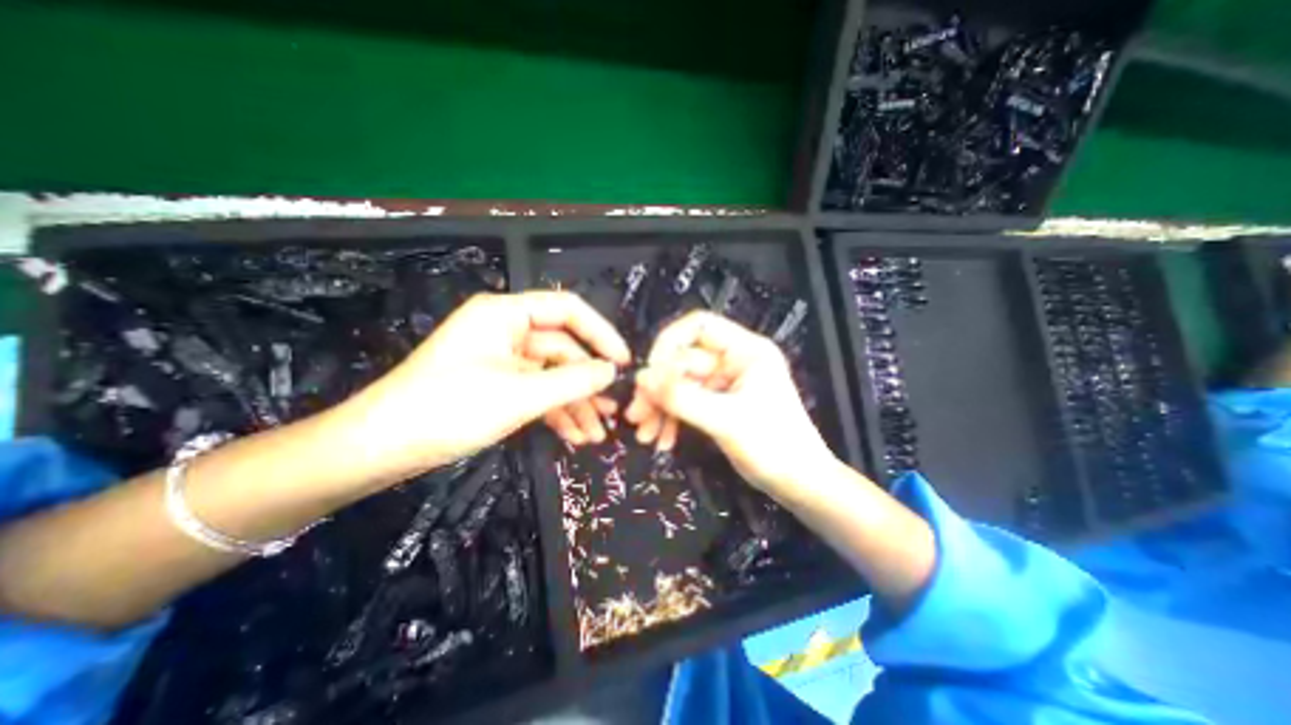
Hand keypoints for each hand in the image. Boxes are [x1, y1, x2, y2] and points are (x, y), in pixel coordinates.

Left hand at [337, 291, 631, 477]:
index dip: (601, 334)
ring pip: (552, 375)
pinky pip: (537, 391)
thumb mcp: (520, 395)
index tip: (624, 362)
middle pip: (563, 350)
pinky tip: (575, 436)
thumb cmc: (448, 409)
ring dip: (575, 404)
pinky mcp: (497, 384)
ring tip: (597, 434)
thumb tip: (611, 371)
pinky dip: (556, 412)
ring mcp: (502, 360)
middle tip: (613, 412)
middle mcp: (507, 330)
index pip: (568, 310)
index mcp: (506, 314)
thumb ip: (572, 380)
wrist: (379, 449)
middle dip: (588, 383)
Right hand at [627, 309, 837, 504]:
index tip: (649, 374)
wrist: (799, 484)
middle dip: (658, 388)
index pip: (698, 326)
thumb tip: (640, 378)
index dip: (669, 344)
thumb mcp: (726, 420)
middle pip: (683, 359)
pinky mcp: (718, 402)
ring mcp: (724, 382)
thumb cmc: (773, 447)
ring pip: (680, 383)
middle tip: (636, 415)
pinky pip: (686, 401)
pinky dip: (672, 418)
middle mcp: (733, 359)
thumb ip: (682, 397)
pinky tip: (663, 439)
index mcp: (745, 350)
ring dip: (660, 407)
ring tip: (645, 434)